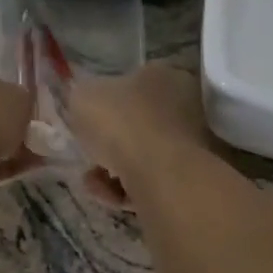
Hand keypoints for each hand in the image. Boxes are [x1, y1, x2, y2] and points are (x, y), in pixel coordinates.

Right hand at [66, 65, 214, 203]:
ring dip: (111, 172)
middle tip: (88, 156)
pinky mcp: (187, 179)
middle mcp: (185, 106)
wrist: (159, 171)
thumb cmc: (122, 122)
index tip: (87, 122)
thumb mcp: (83, 96)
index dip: (106, 105)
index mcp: (164, 76)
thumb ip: (83, 97)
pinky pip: (149, 183)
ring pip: (140, 158)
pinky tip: (110, 196)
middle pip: (136, 126)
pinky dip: (126, 191)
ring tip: (94, 182)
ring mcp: (190, 145)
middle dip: (107, 145)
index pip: (133, 85)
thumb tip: (87, 104)